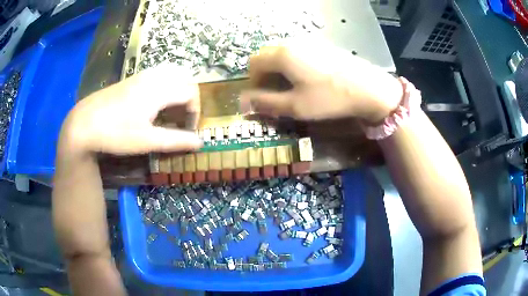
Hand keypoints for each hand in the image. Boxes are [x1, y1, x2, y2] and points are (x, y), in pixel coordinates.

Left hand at [60, 63, 201, 154]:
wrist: (84, 123)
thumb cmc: (116, 133)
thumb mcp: (147, 141)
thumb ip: (176, 141)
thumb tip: (200, 143)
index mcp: (160, 89)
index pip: (191, 92)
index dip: (195, 112)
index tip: (188, 130)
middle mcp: (153, 77)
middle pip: (184, 77)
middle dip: (188, 97)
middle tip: (181, 117)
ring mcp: (140, 76)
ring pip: (170, 73)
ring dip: (176, 89)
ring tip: (170, 110)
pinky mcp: (130, 79)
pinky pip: (157, 75)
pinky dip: (164, 86)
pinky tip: (152, 104)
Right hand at [241, 42, 402, 123]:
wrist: (369, 88)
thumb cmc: (330, 98)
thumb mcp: (295, 106)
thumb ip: (265, 103)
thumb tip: (242, 103)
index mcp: (282, 55)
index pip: (253, 63)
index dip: (252, 80)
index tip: (261, 96)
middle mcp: (292, 43)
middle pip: (266, 54)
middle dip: (264, 73)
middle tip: (274, 92)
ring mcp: (309, 42)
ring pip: (282, 52)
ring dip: (278, 68)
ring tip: (291, 86)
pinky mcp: (322, 46)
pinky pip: (298, 51)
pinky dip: (293, 63)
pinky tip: (308, 77)